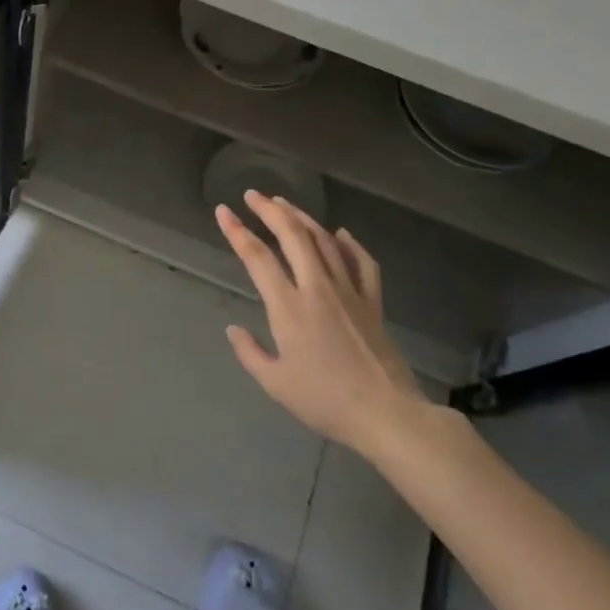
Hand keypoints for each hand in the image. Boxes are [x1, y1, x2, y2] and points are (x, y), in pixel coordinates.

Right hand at [216, 190, 428, 453]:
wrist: (386, 414)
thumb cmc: (325, 400)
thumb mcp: (275, 383)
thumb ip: (250, 353)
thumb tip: (233, 329)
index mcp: (289, 307)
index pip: (257, 257)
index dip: (237, 231)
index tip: (223, 211)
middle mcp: (317, 288)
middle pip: (293, 236)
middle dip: (270, 210)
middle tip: (252, 195)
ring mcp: (349, 292)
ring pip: (324, 241)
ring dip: (302, 218)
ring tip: (285, 204)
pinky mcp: (373, 302)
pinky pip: (362, 263)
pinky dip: (351, 244)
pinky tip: (341, 233)